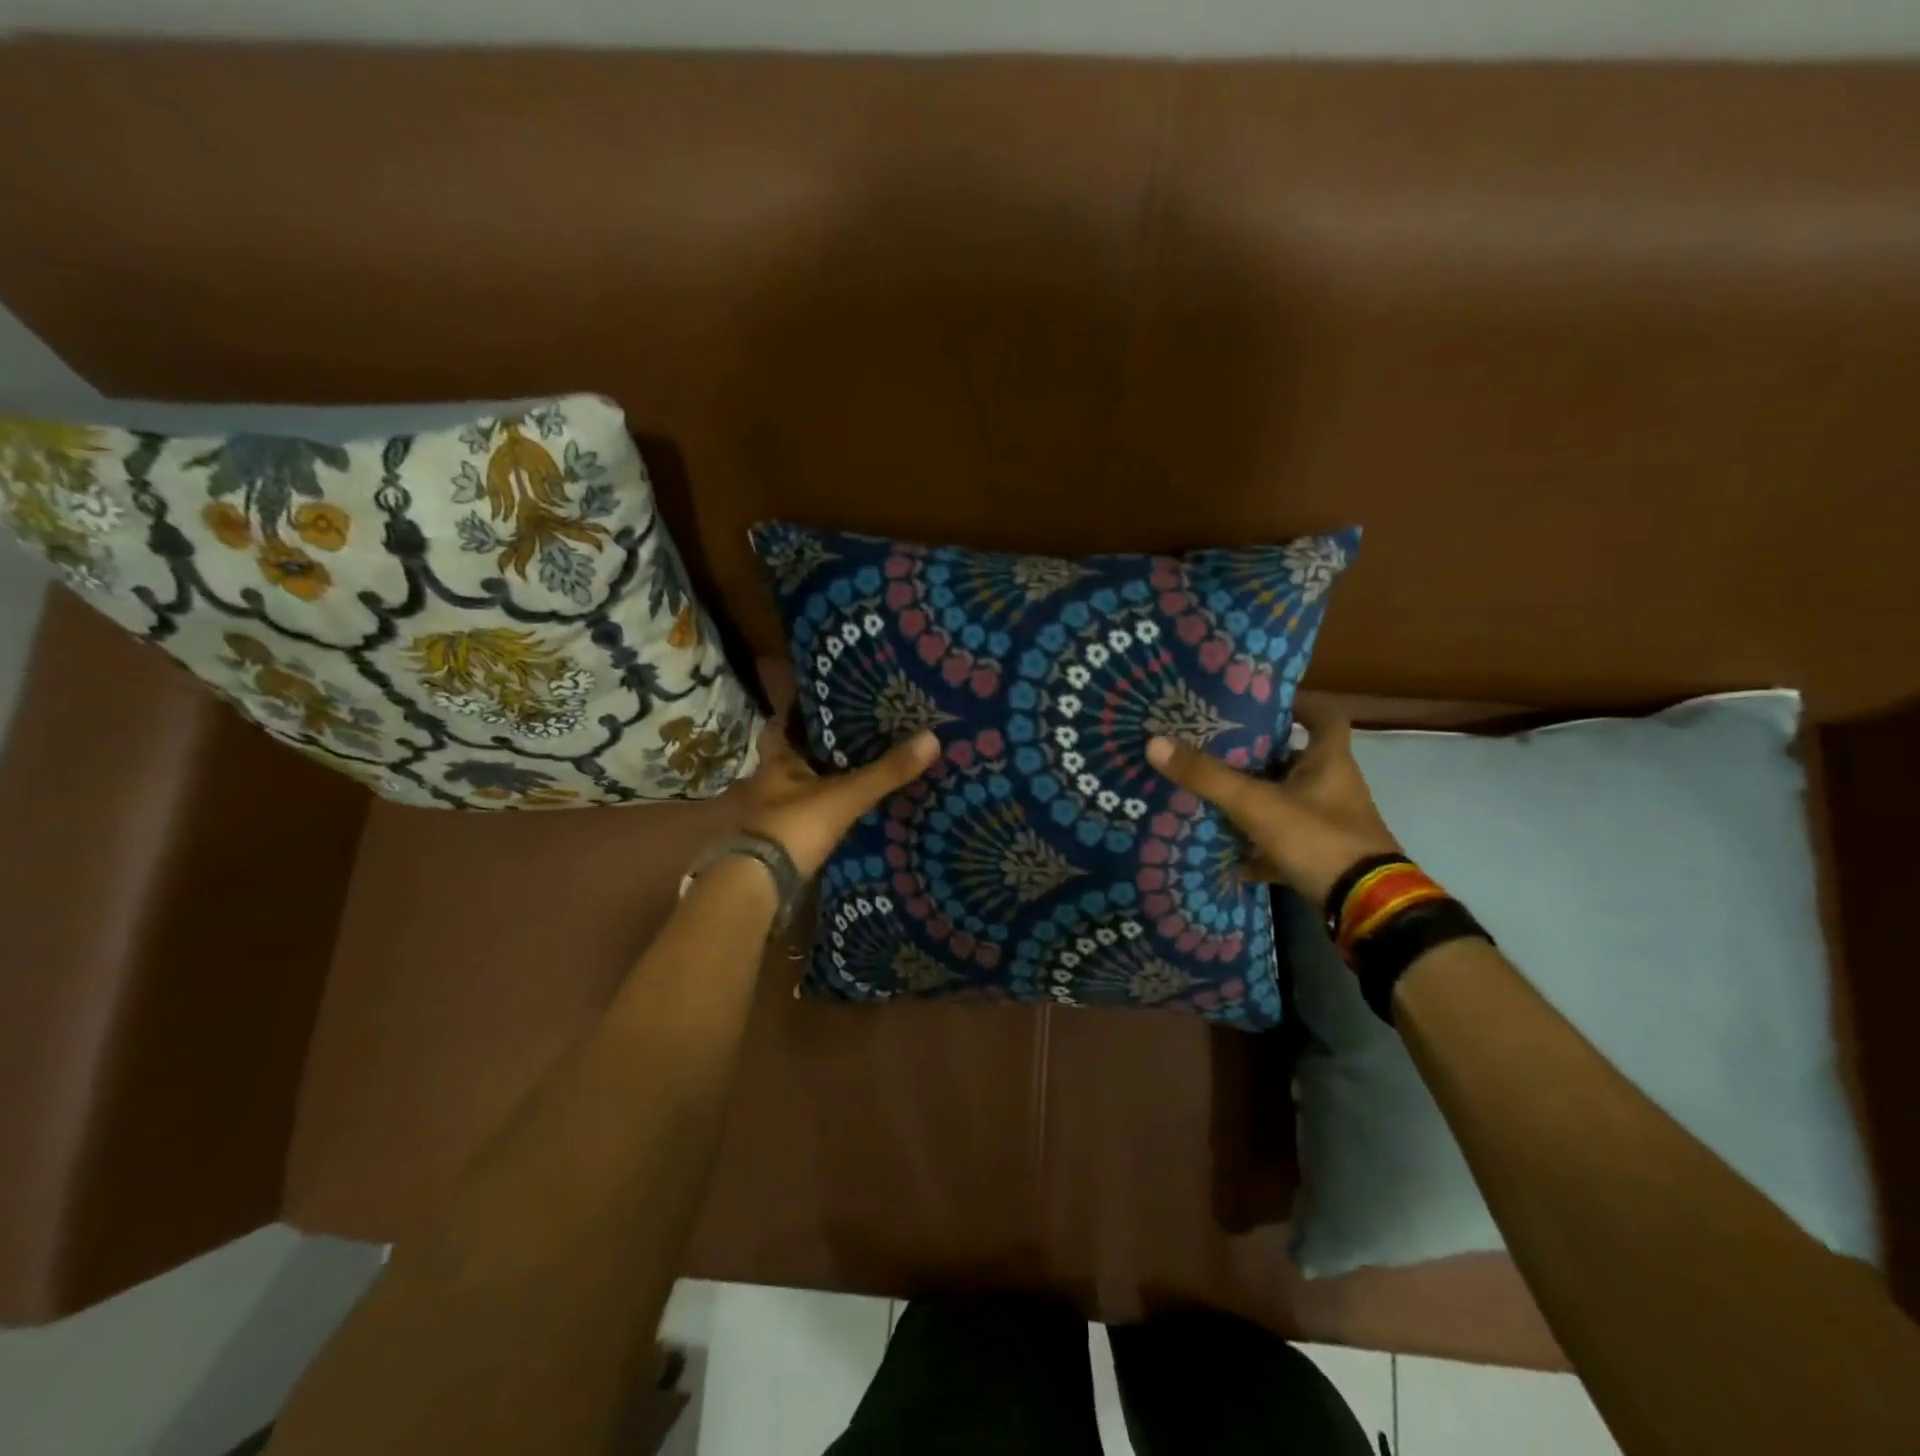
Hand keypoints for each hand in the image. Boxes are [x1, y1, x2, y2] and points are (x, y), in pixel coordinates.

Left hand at [737, 705, 939, 879]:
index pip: (785, 724)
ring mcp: (770, 813)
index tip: (828, 702)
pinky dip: (822, 811)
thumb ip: (886, 772)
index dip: (802, 712)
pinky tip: (844, 810)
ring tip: (856, 770)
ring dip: (820, 780)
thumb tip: (932, 738)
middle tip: (854, 736)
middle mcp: (768, 782)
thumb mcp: (846, 796)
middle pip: (793, 756)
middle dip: (818, 748)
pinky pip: (804, 816)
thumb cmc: (794, 827)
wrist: (759, 886)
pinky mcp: (778, 842)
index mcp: (777, 761)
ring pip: (799, 787)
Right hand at [1146, 700, 1400, 908]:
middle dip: (1258, 756)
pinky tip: (1225, 853)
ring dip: (1254, 801)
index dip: (1298, 705)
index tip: (1262, 704)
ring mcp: (1329, 825)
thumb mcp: (1256, 804)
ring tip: (1210, 795)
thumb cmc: (1318, 839)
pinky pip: (1283, 844)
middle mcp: (1333, 788)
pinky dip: (1256, 848)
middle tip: (1215, 749)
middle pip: (1295, 760)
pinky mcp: (1321, 858)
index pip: (1324, 717)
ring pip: (1286, 802)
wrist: (1364, 907)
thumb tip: (1154, 742)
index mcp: (1329, 762)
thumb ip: (1207, 776)